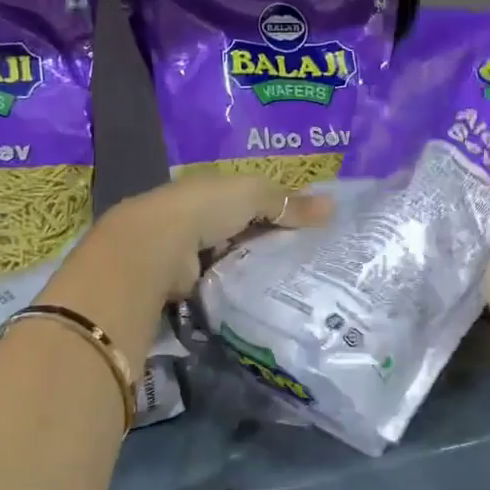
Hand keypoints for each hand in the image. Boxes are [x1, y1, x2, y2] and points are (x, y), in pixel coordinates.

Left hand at [109, 171, 333, 299]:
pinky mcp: (189, 283)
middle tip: (312, 260)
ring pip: (236, 259)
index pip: (251, 199)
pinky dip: (243, 289)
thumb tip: (333, 207)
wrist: (156, 249)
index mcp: (212, 190)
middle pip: (244, 231)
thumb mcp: (252, 195)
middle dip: (271, 242)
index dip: (278, 209)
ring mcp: (192, 253)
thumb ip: (288, 202)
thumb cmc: (204, 209)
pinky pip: (225, 284)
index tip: (311, 227)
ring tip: (299, 283)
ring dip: (258, 268)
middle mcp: (200, 219)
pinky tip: (268, 298)